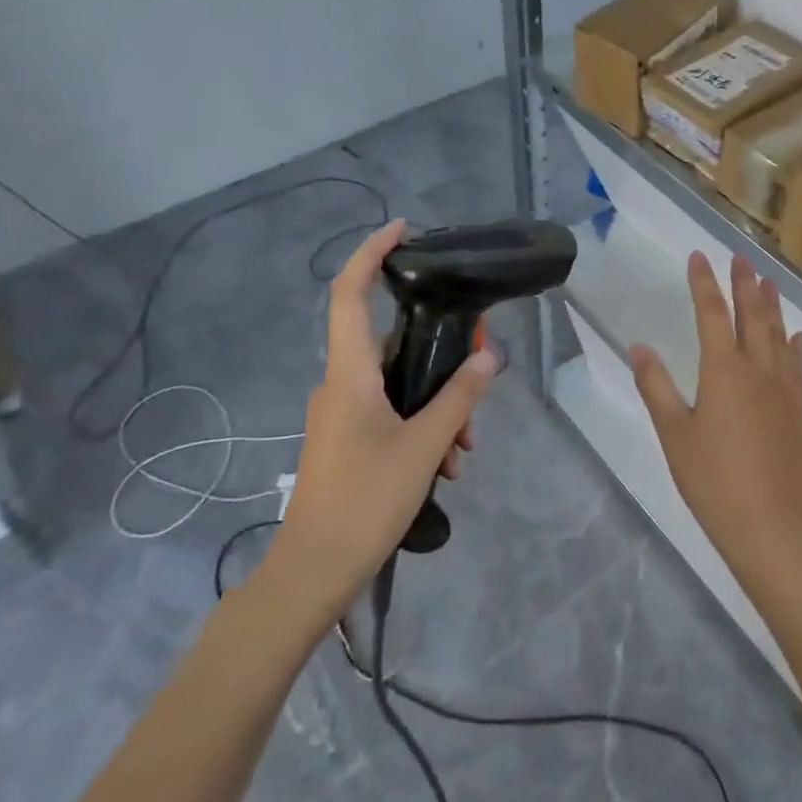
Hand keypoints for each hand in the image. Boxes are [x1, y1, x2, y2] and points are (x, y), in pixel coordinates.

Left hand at [263, 220, 496, 614]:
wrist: (312, 571)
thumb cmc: (365, 500)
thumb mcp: (424, 446)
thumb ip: (459, 398)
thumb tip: (488, 357)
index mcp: (350, 373)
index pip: (350, 294)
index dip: (371, 253)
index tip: (402, 229)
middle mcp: (341, 383)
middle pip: (393, 343)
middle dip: (441, 353)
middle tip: (480, 370)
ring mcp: (341, 413)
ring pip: (398, 384)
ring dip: (437, 403)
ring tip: (465, 447)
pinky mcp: (347, 438)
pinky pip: (390, 412)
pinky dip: (421, 424)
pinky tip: (446, 462)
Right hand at [630, 252, 801, 591]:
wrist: (769, 524)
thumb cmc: (712, 480)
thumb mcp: (673, 433)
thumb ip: (655, 386)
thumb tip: (638, 346)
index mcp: (723, 370)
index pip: (711, 312)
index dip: (703, 282)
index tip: (699, 255)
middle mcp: (757, 368)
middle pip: (751, 314)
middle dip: (744, 282)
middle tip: (740, 256)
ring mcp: (783, 388)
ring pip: (778, 333)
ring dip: (771, 304)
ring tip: (768, 280)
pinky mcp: (798, 409)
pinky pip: (796, 364)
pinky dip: (794, 344)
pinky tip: (795, 335)